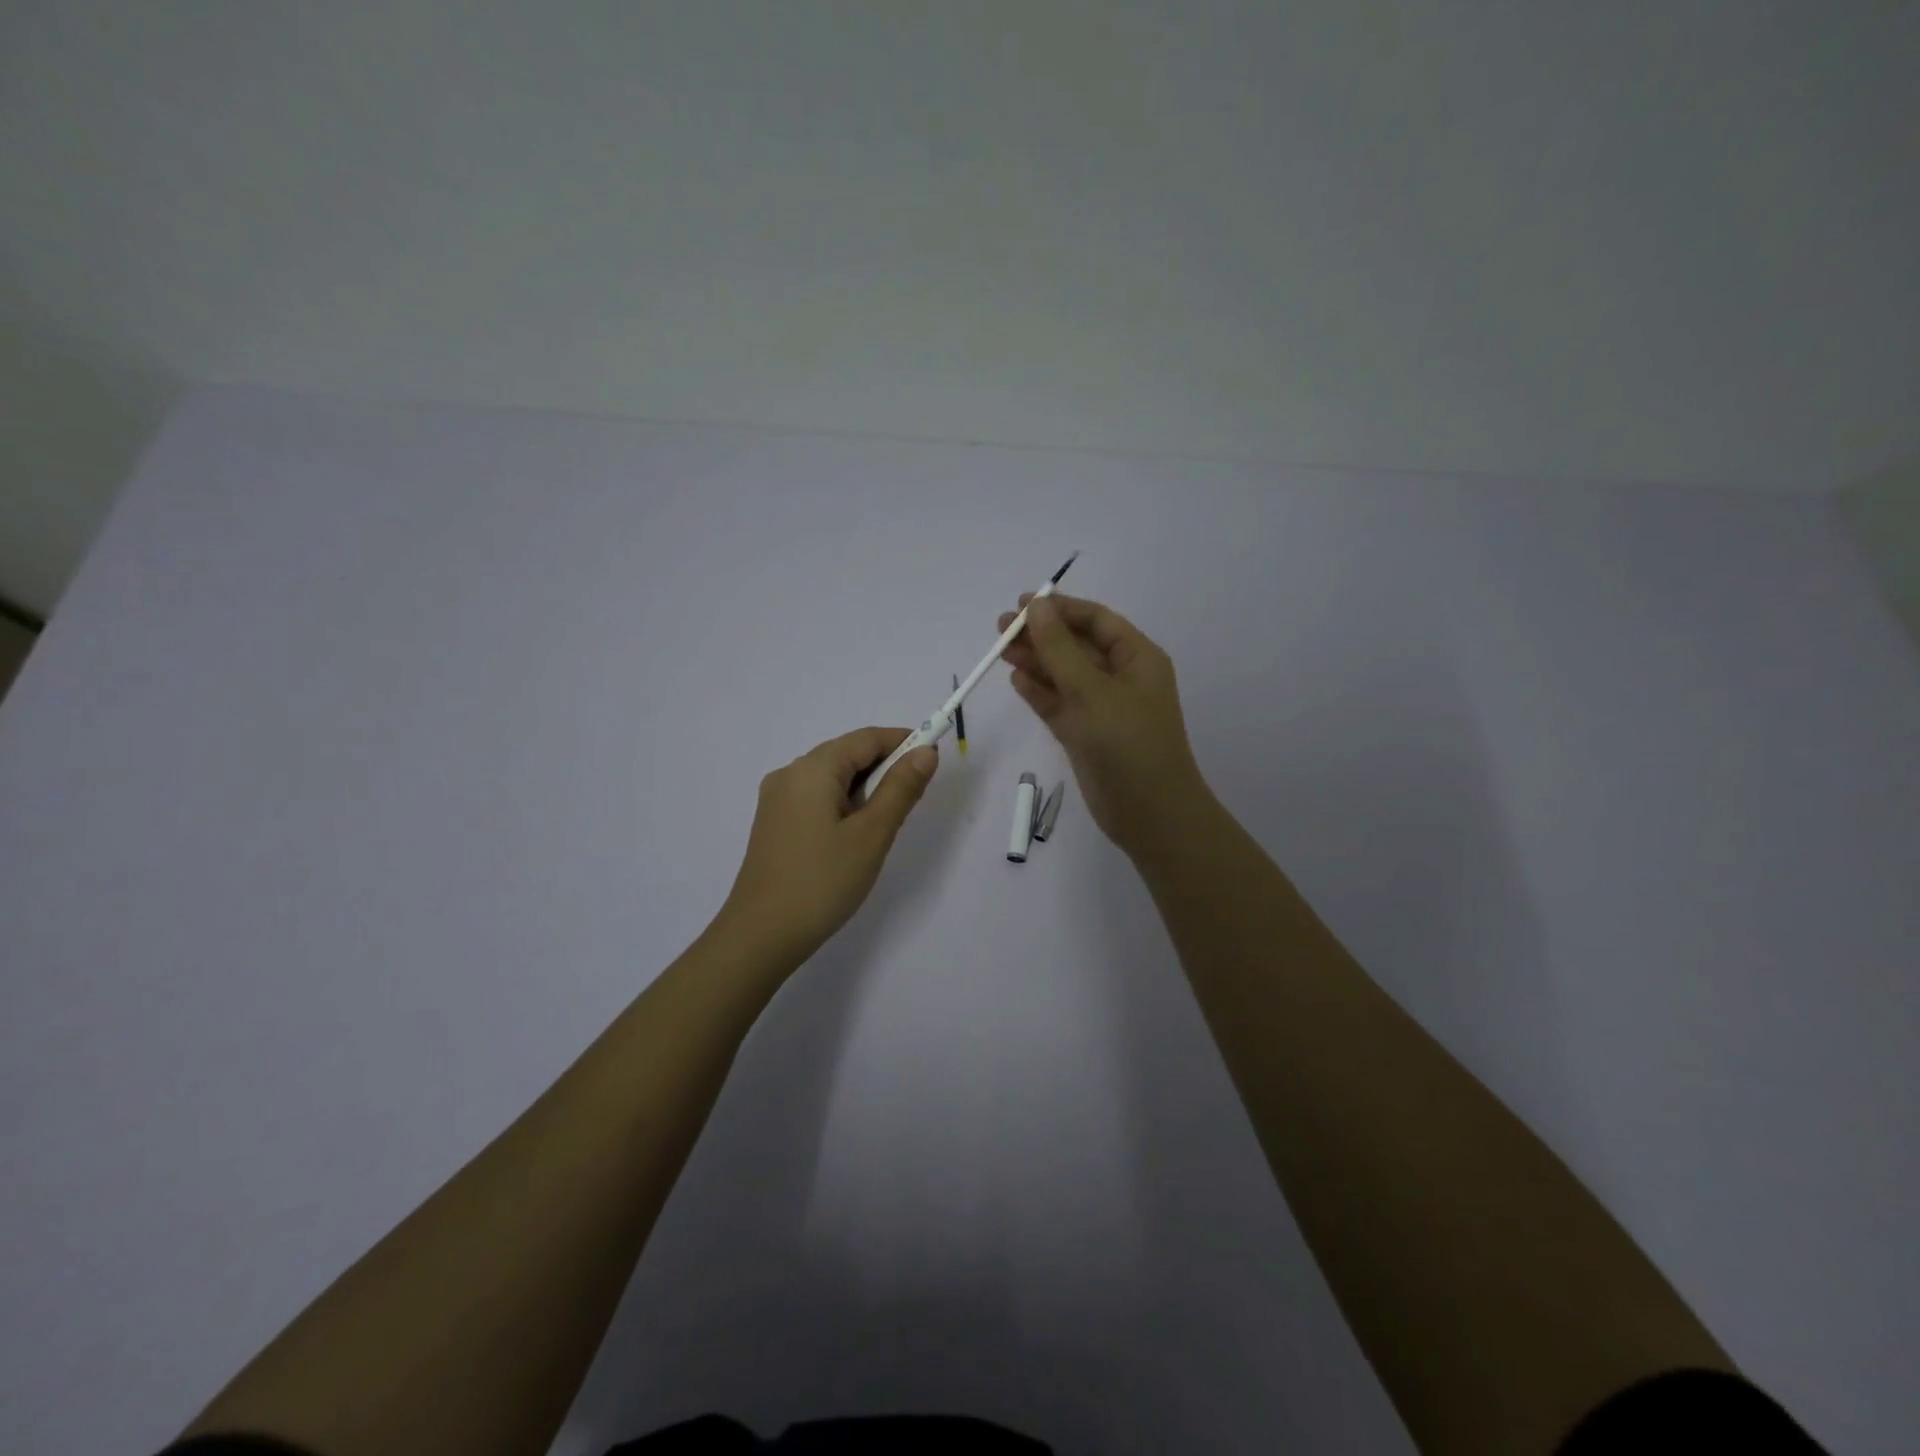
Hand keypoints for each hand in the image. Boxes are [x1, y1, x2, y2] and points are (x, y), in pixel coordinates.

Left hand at [712, 726, 938, 967]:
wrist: (760, 936)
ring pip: (832, 778)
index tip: (934, 759)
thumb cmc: (822, 881)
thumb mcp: (872, 834)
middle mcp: (790, 774)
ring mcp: (777, 800)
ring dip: (865, 788)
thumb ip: (901, 788)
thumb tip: (925, 752)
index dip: (903, 741)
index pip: (867, 738)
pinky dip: (844, 804)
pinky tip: (855, 834)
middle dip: (885, 766)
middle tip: (915, 797)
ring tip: (887, 822)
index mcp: (812, 769)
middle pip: (847, 754)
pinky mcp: (773, 824)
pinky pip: (816, 798)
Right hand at [998, 594, 1207, 855]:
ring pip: (1063, 675)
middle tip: (1000, 628)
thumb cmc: (1128, 744)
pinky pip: (1059, 704)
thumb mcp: (1092, 691)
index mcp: (1137, 658)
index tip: (1021, 604)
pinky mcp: (1085, 734)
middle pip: (1076, 645)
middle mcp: (1121, 678)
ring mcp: (1102, 708)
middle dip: (1041, 634)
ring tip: (1000, 651)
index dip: (1060, 609)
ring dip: (1035, 661)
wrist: (1149, 814)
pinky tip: (1016, 679)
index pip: (1096, 620)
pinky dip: (1039, 692)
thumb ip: (1060, 648)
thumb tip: (1036, 607)